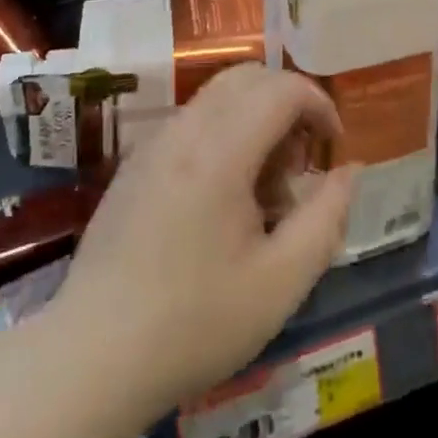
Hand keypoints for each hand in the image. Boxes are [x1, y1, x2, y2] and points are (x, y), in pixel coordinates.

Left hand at [50, 64, 355, 421]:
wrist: (90, 360)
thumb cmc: (194, 324)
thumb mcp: (281, 282)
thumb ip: (326, 216)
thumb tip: (348, 170)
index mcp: (219, 151)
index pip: (281, 88)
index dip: (319, 104)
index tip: (333, 147)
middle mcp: (183, 131)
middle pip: (248, 77)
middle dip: (288, 105)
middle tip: (300, 165)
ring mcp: (151, 145)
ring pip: (218, 97)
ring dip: (255, 120)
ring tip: (264, 192)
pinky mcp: (133, 165)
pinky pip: (191, 122)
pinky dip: (224, 135)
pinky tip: (222, 201)